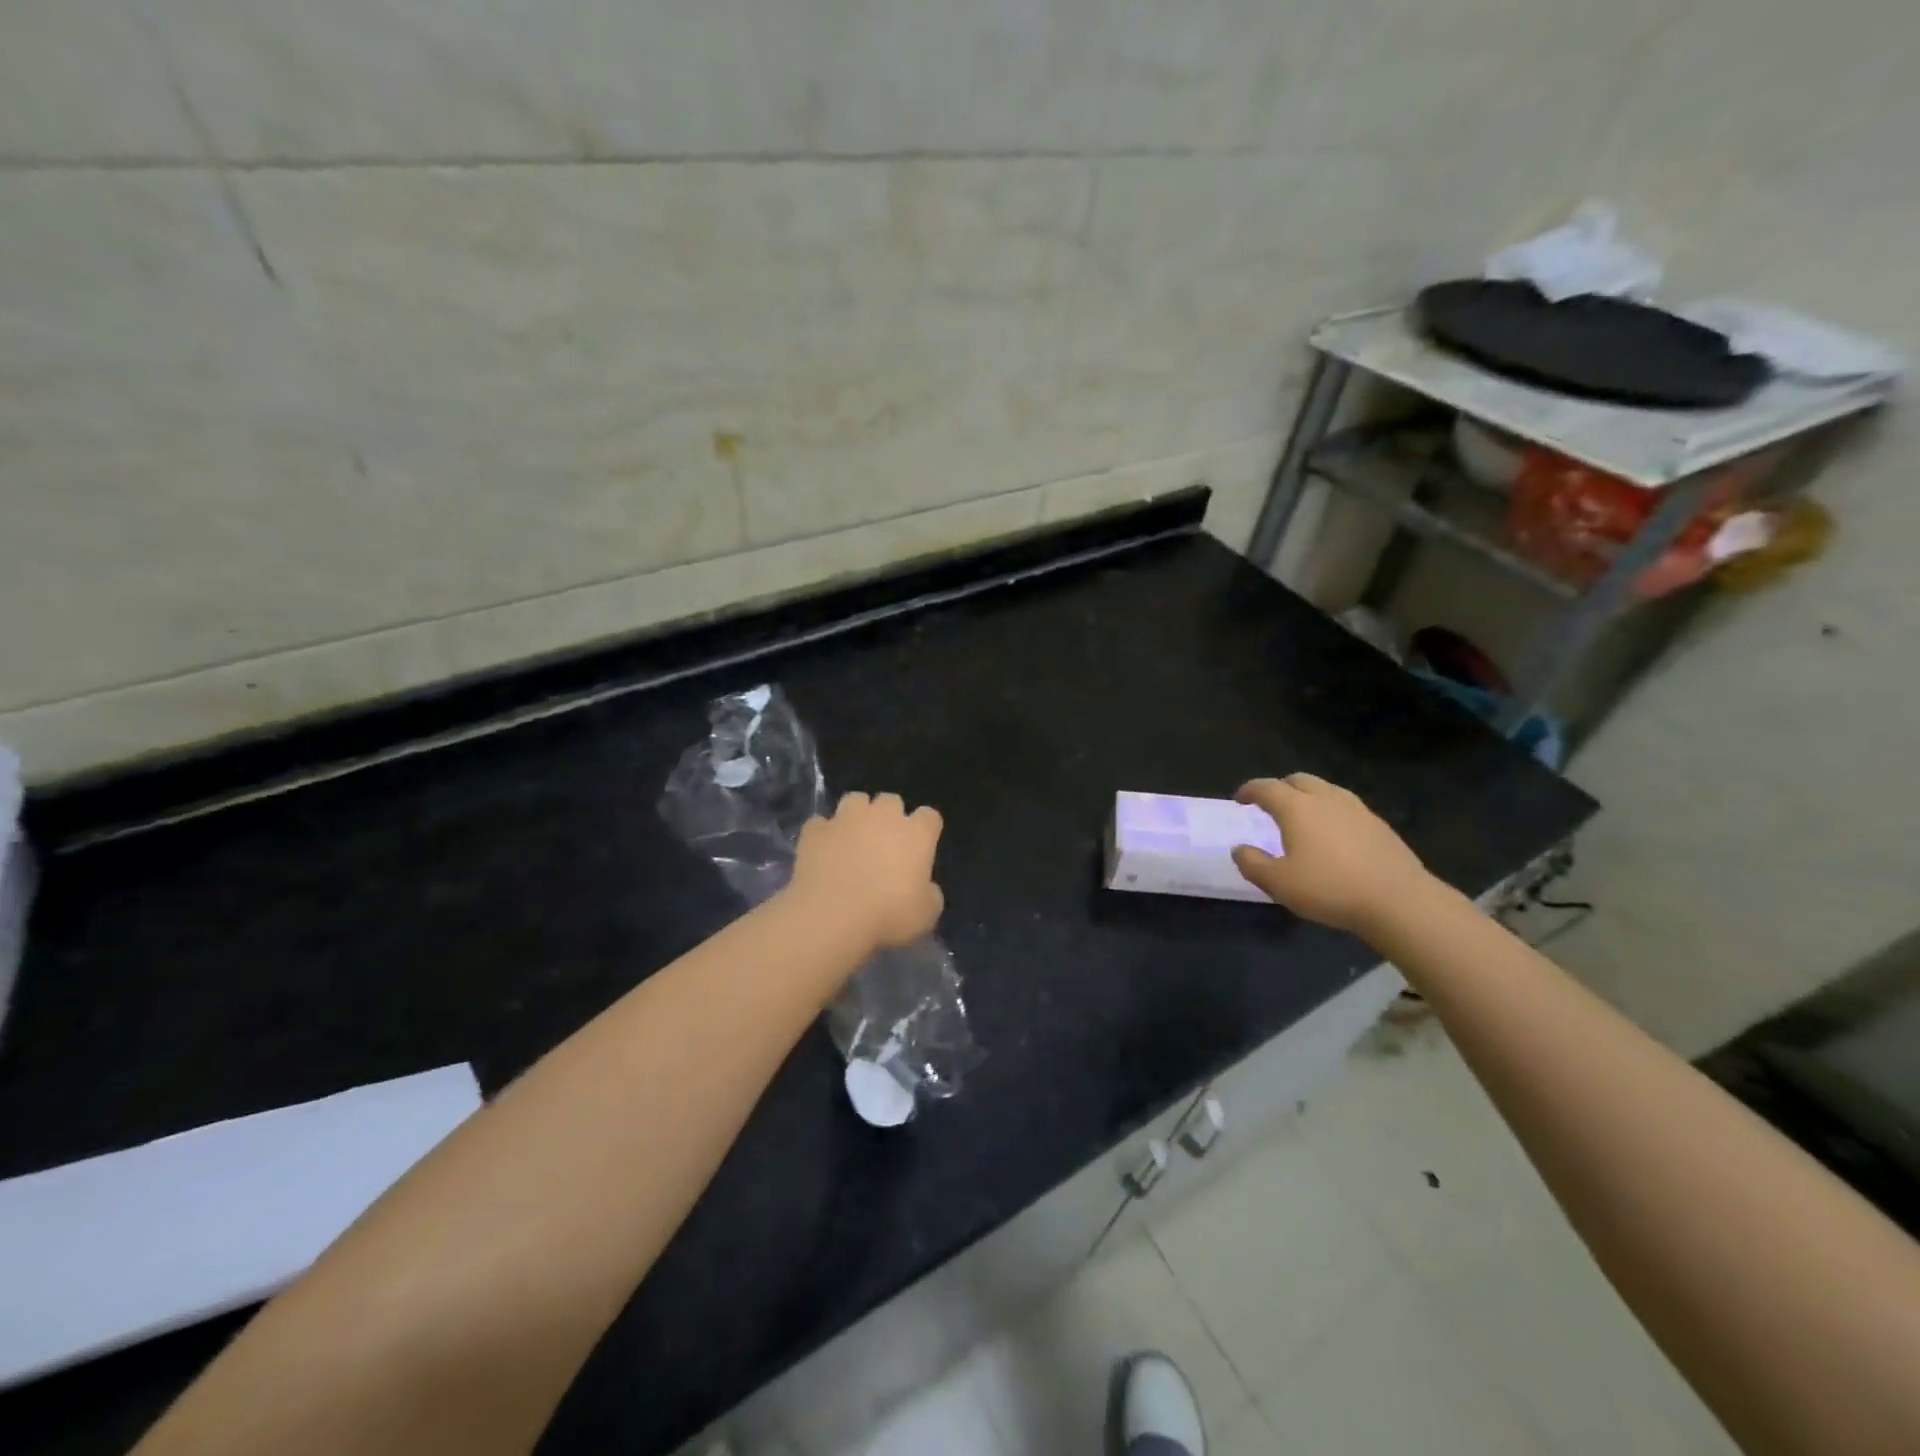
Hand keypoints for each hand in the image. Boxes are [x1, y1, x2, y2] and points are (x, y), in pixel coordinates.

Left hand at [787, 792, 944, 951]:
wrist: (832, 916)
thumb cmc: (888, 915)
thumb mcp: (926, 914)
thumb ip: (930, 893)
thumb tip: (924, 887)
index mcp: (916, 833)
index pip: (929, 816)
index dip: (926, 829)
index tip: (921, 846)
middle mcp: (883, 816)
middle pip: (891, 801)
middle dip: (890, 816)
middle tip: (885, 842)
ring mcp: (846, 819)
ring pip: (855, 800)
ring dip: (857, 814)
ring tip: (853, 837)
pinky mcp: (815, 831)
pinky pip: (820, 824)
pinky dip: (823, 834)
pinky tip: (822, 851)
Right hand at [1231, 773, 1432, 938]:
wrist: (1399, 900)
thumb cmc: (1330, 888)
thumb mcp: (1279, 883)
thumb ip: (1253, 864)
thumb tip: (1239, 849)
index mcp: (1297, 807)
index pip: (1266, 787)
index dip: (1249, 790)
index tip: (1240, 799)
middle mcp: (1326, 799)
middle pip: (1298, 780)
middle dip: (1280, 787)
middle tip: (1270, 805)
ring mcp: (1357, 809)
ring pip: (1325, 790)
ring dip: (1307, 796)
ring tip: (1301, 817)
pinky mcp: (1378, 825)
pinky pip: (1345, 807)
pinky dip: (1330, 811)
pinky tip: (1332, 835)